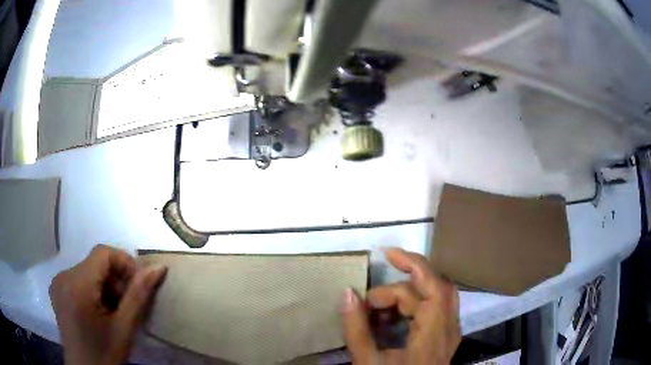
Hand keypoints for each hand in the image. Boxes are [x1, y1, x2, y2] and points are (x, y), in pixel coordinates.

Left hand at [49, 245, 166, 364]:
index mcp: (77, 286)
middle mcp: (63, 276)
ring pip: (88, 269)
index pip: (103, 253)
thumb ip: (138, 296)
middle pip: (95, 262)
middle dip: (115, 280)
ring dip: (104, 285)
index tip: (135, 289)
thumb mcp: (125, 329)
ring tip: (112, 311)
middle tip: (125, 306)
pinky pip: (79, 277)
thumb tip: (158, 268)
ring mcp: (58, 281)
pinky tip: (98, 311)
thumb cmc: (105, 355)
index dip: (124, 264)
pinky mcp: (57, 288)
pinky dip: (93, 289)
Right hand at [342, 248, 460, 364]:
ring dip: (404, 298)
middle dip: (399, 287)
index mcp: (435, 333)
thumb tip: (347, 293)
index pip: (432, 285)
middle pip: (432, 290)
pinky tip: (389, 321)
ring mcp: (450, 333)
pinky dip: (411, 309)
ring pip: (433, 299)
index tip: (386, 253)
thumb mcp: (368, 362)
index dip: (412, 263)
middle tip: (368, 303)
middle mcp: (450, 328)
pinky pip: (433, 311)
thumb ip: (356, 328)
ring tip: (374, 312)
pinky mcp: (445, 338)